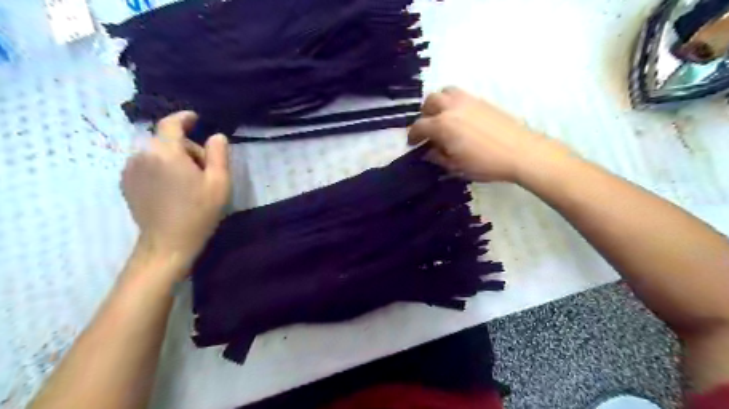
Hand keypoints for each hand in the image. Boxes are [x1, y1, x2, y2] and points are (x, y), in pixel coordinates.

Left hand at [121, 110, 229, 274]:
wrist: (168, 242)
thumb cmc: (199, 212)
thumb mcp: (219, 182)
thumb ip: (218, 154)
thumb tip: (216, 136)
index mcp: (166, 152)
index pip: (171, 123)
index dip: (184, 118)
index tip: (195, 118)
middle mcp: (142, 155)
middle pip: (166, 141)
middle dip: (186, 148)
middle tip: (204, 169)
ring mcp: (130, 170)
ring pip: (155, 153)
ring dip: (173, 159)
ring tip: (188, 181)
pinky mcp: (125, 183)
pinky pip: (145, 165)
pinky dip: (160, 168)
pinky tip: (172, 188)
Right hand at [408, 86, 572, 183]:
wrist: (520, 151)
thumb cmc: (485, 163)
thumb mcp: (456, 167)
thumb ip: (438, 157)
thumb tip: (428, 152)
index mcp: (442, 125)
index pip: (419, 126)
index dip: (412, 136)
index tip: (412, 143)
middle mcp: (451, 108)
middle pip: (429, 102)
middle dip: (424, 115)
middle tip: (428, 129)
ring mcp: (467, 100)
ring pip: (445, 92)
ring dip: (438, 103)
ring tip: (442, 117)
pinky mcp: (481, 100)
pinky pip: (460, 94)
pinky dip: (453, 101)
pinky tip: (459, 117)